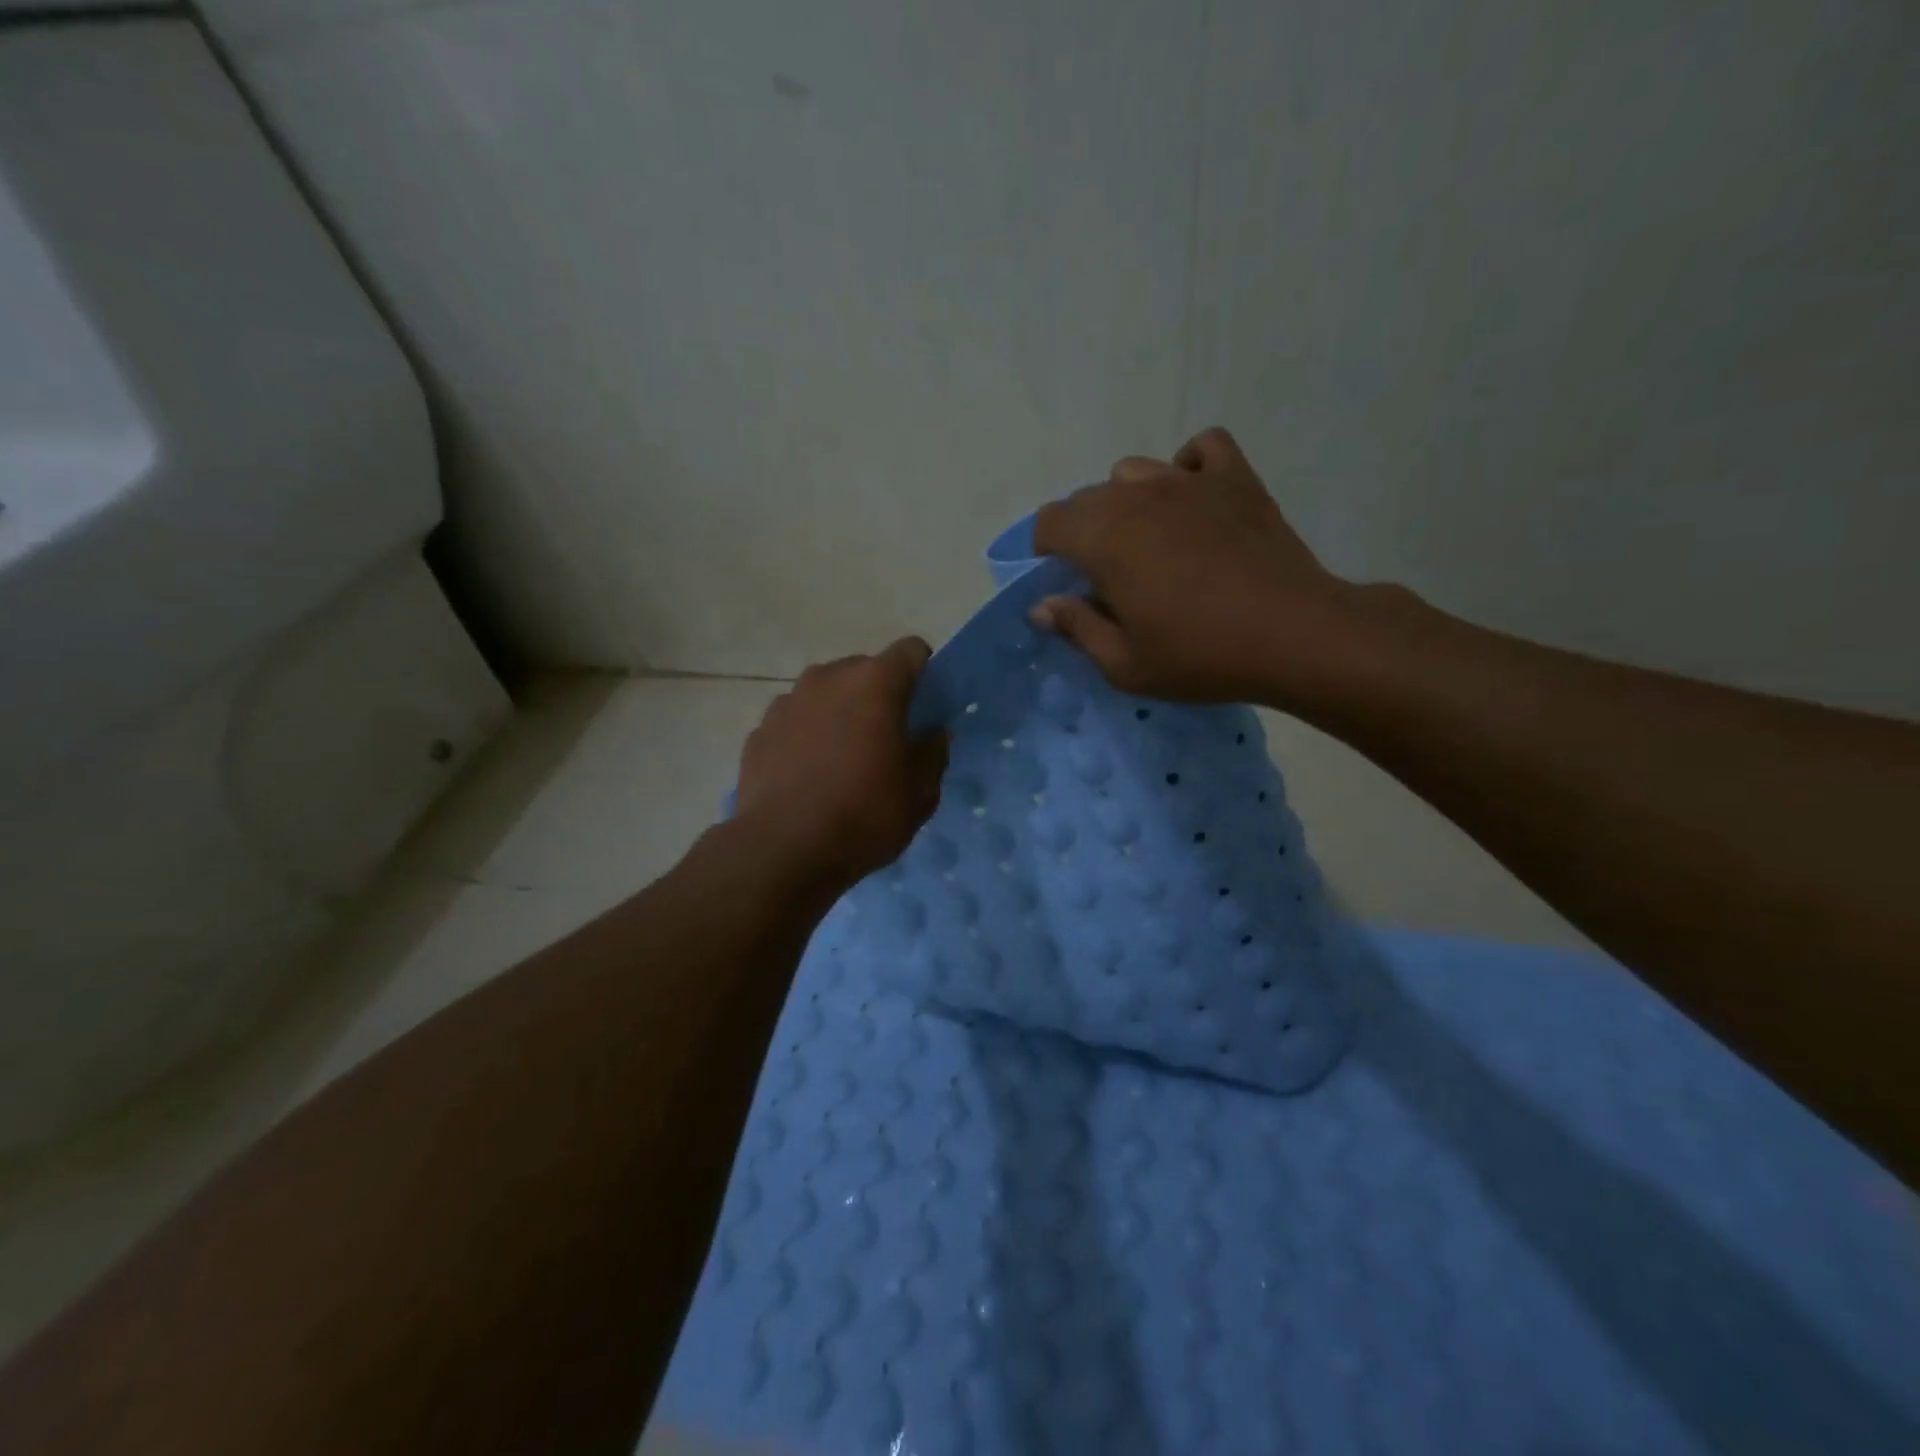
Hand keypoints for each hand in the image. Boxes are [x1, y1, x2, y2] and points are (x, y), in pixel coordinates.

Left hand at [734, 638, 948, 888]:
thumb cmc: (865, 814)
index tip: (924, 708)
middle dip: (878, 696)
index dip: (924, 674)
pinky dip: (806, 737)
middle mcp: (828, 677)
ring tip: (841, 762)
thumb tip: (933, 733)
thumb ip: (933, 752)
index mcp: (875, 682)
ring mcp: (787, 701)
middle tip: (885, 741)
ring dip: (839, 715)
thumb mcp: (921, 792)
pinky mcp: (758, 730)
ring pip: (825, 695)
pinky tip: (808, 778)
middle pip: (864, 670)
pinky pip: (795, 722)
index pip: (912, 651)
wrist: (783, 850)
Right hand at [1030, 427, 1363, 706]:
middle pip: (1088, 497)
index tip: (1065, 582)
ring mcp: (1189, 480)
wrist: (1294, 635)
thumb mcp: (1124, 664)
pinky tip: (1193, 499)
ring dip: (1127, 501)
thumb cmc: (1200, 656)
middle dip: (1084, 531)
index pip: (1050, 522)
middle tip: (1107, 575)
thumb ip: (1077, 628)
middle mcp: (1139, 496)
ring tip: (1148, 539)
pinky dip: (1188, 467)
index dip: (1046, 551)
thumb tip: (1042, 606)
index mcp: (1104, 539)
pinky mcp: (1235, 478)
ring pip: (1135, 471)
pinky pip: (1200, 448)